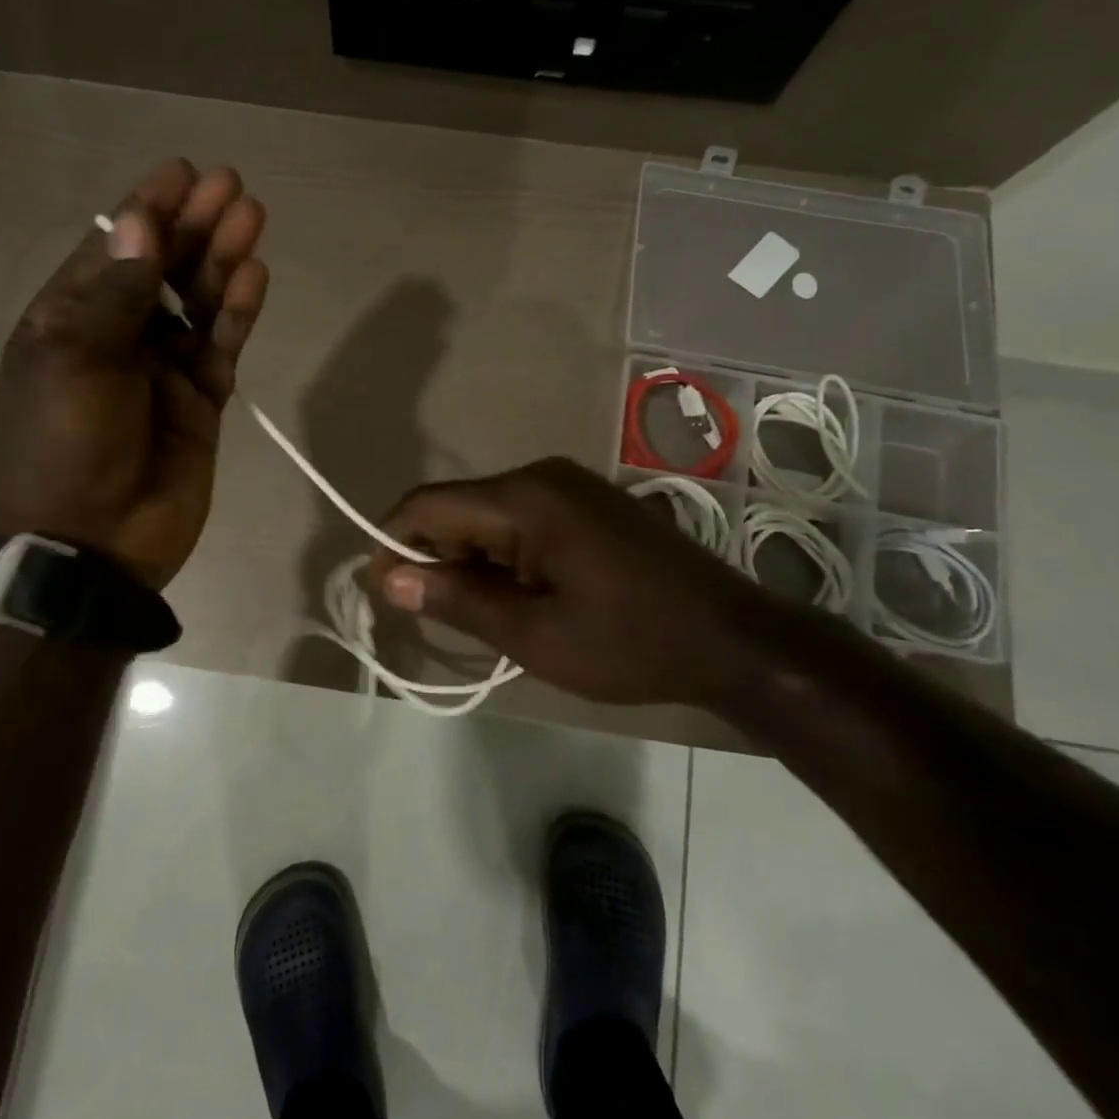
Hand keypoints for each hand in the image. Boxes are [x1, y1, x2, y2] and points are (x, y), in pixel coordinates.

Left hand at [0, 159, 267, 588]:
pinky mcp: (201, 402)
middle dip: (194, 226)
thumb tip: (141, 224)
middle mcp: (117, 336)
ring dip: (223, 262)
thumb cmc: (62, 444)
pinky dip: (238, 315)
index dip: (147, 209)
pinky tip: (255, 278)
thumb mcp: (74, 359)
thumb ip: (117, 294)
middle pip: (162, 268)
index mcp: (68, 319)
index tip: (183, 172)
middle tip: (232, 187)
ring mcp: (162, 370)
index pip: (113, 249)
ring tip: (252, 218)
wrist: (89, 544)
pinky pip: (222, 348)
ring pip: (199, 303)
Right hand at [364, 458, 795, 707]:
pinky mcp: (589, 504)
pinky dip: (504, 557)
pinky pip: (522, 520)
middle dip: (435, 558)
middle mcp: (542, 476)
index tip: (384, 594)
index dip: (393, 544)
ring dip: (471, 561)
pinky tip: (520, 599)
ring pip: (489, 515)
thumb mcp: (534, 635)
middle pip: (458, 507)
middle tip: (436, 619)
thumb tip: (390, 579)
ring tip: (483, 618)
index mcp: (525, 498)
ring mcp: (570, 486)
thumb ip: (457, 600)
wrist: (734, 640)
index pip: (428, 505)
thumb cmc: (629, 642)